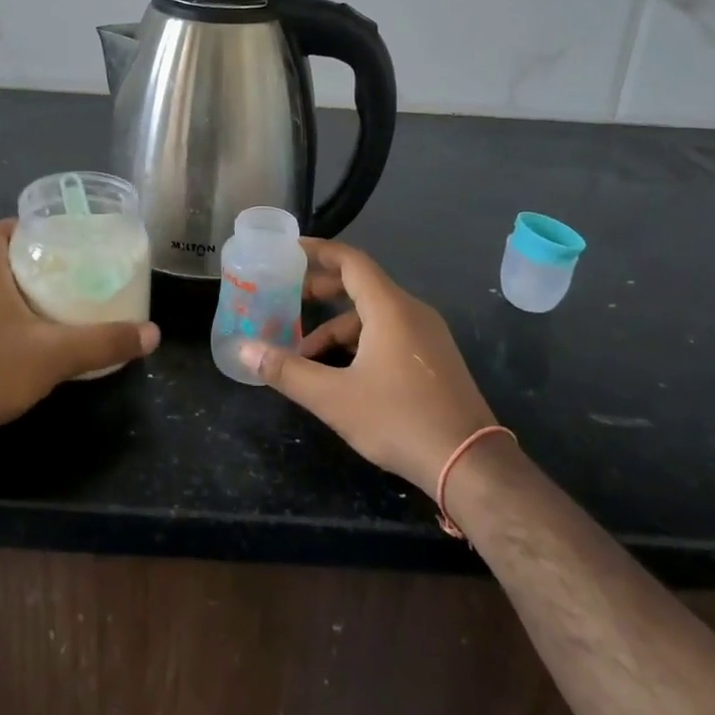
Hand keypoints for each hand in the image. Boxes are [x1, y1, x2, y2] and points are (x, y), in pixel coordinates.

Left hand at [0, 219, 159, 448]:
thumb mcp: (57, 354)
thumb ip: (104, 342)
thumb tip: (152, 334)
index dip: (20, 226)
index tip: (53, 234)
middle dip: (30, 262)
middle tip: (69, 270)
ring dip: (19, 295)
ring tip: (58, 304)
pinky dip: (7, 324)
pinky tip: (33, 344)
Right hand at [238, 238, 495, 495]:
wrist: (470, 464)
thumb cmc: (398, 419)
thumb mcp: (334, 397)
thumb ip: (286, 371)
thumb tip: (243, 350)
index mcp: (390, 308)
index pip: (351, 261)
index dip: (319, 251)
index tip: (290, 249)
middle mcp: (412, 312)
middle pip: (362, 285)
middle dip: (322, 291)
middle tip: (288, 300)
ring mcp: (428, 336)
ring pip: (375, 316)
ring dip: (338, 328)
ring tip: (306, 356)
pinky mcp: (435, 359)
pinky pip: (391, 333)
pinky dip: (361, 342)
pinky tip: (342, 374)